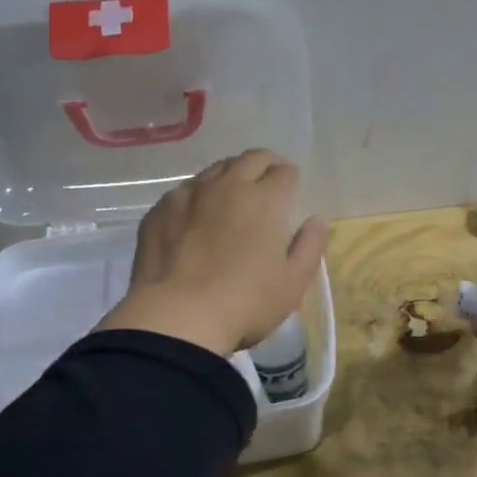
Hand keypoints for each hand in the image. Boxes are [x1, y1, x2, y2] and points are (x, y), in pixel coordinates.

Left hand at [96, 150, 328, 355]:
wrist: (177, 317)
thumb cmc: (245, 302)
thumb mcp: (293, 282)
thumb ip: (310, 246)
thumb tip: (316, 220)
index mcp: (264, 200)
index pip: (283, 172)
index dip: (290, 179)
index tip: (291, 190)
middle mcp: (227, 186)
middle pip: (250, 159)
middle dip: (265, 165)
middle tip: (268, 181)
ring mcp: (189, 195)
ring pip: (215, 170)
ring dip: (230, 176)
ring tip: (232, 196)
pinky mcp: (160, 211)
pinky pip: (184, 191)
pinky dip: (198, 197)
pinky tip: (196, 218)